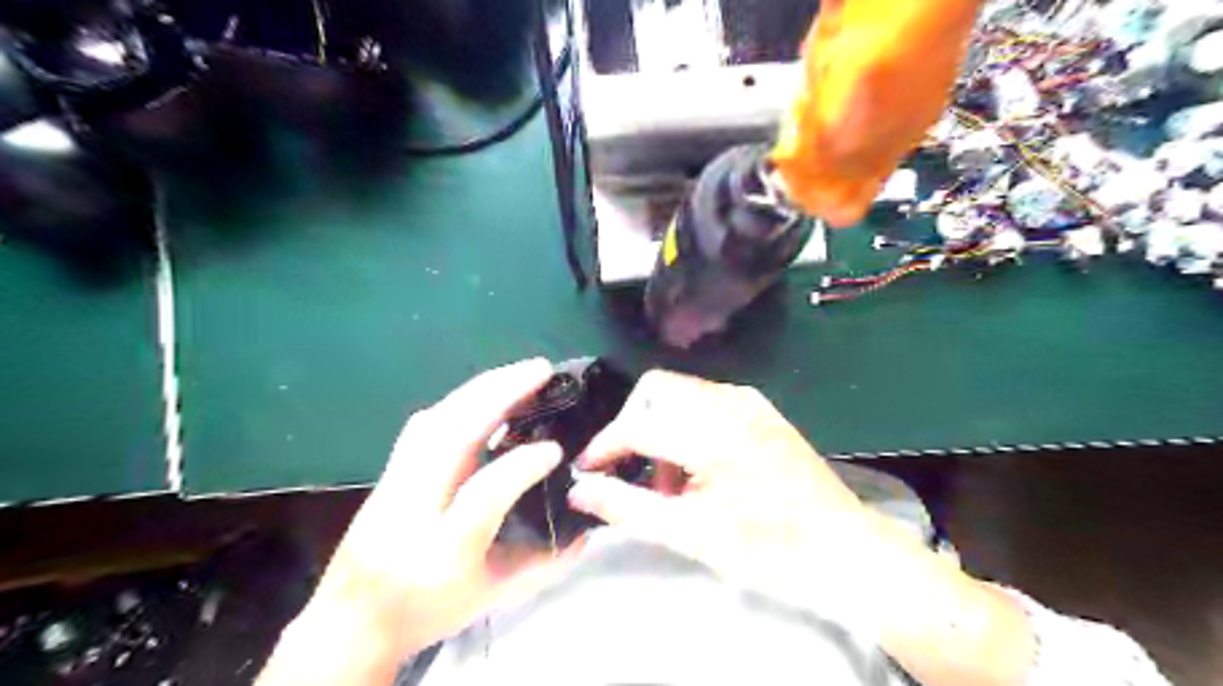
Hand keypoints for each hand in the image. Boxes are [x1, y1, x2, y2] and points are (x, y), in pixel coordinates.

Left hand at [300, 359, 579, 652]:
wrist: (350, 621)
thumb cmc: (428, 609)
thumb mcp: (492, 597)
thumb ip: (543, 563)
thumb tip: (587, 530)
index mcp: (444, 550)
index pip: (483, 494)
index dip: (520, 465)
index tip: (556, 449)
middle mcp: (412, 508)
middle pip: (450, 436)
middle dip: (498, 394)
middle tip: (540, 370)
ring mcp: (393, 484)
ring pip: (435, 420)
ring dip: (480, 389)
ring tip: (519, 374)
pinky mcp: (387, 470)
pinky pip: (425, 423)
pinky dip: (459, 400)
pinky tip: (483, 396)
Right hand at [570, 373, 895, 628]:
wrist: (843, 549)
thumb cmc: (768, 547)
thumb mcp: (690, 533)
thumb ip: (626, 506)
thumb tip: (579, 489)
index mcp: (712, 430)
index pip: (638, 424)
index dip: (605, 446)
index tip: (588, 471)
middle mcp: (728, 401)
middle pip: (655, 390)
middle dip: (633, 426)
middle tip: (633, 470)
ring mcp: (747, 401)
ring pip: (679, 393)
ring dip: (660, 427)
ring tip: (671, 483)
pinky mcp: (759, 409)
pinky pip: (705, 401)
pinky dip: (686, 426)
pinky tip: (698, 469)